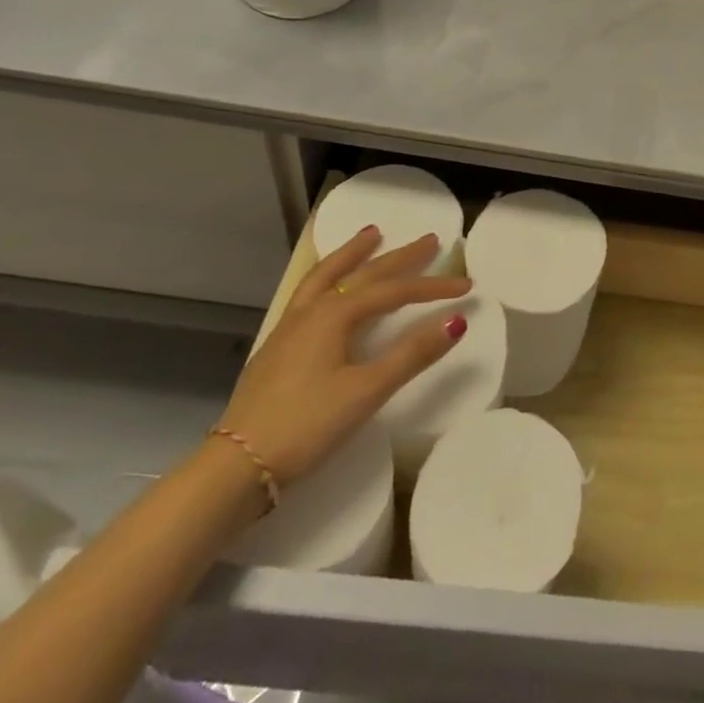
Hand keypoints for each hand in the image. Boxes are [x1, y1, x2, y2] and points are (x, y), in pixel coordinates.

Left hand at [215, 228, 471, 487]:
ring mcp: (290, 327)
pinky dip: (329, 276)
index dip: (433, 287)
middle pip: (362, 274)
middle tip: (429, 240)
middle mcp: (312, 311)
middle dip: (399, 257)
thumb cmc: (307, 425)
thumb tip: (456, 320)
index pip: (394, 292)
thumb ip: (411, 354)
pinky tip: (330, 286)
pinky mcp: (278, 347)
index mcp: (335, 315)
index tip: (466, 285)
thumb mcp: (367, 391)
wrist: (236, 467)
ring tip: (371, 235)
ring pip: (327, 276)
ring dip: (353, 254)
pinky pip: (310, 293)